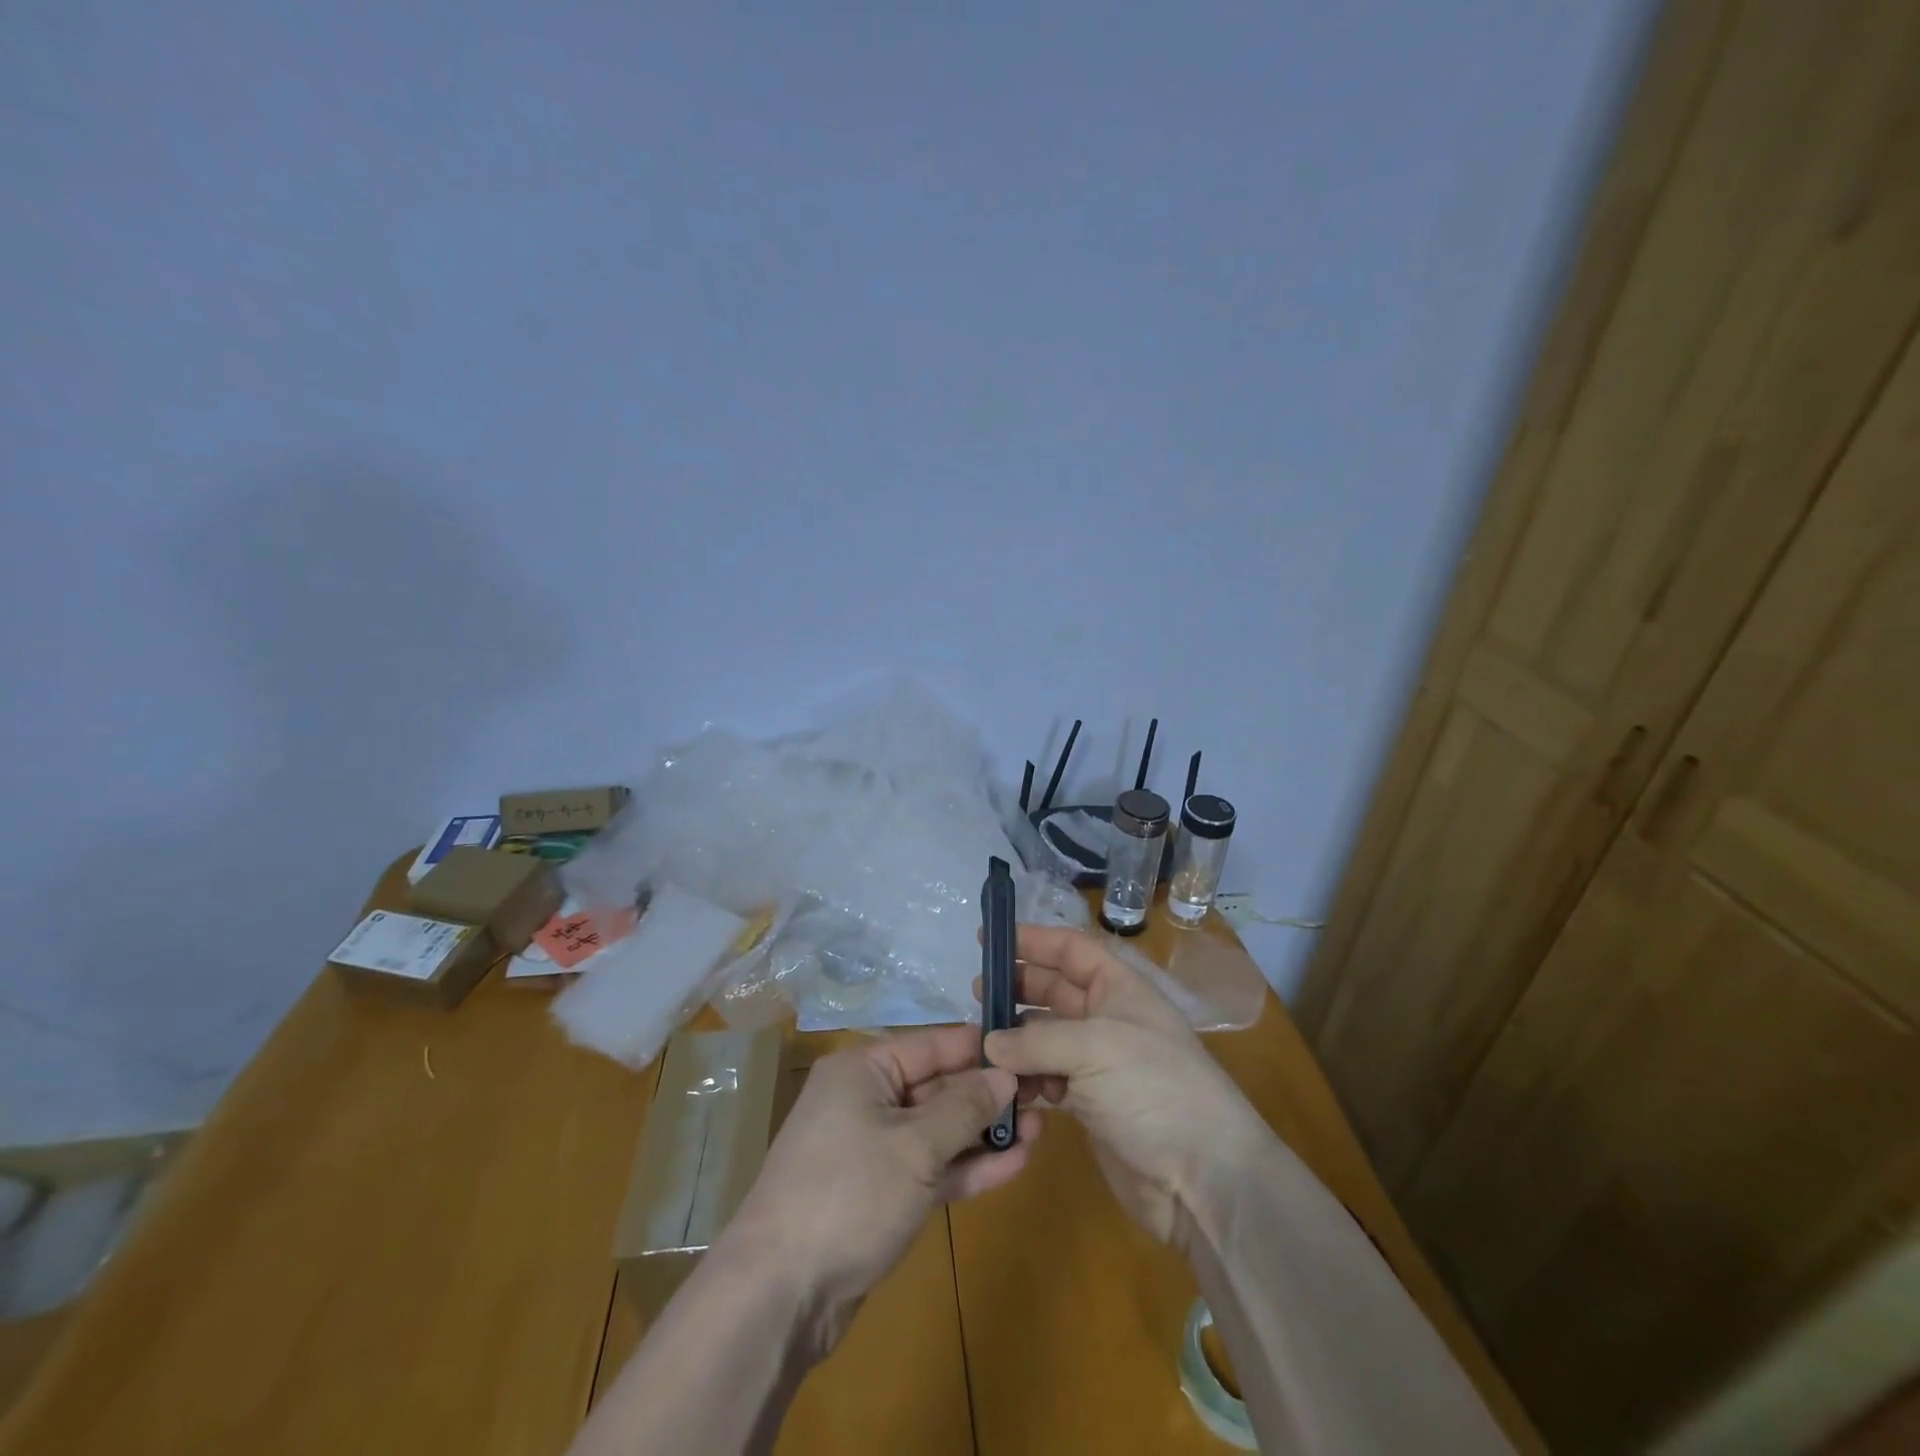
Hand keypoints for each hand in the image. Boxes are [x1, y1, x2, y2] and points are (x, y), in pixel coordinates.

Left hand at [723, 1025, 1038, 1356]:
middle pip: (938, 1086)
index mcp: (864, 1070)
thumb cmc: (848, 1194)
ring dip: (985, 1133)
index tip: (1028, 1049)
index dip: (980, 1048)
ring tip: (1041, 1129)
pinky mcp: (882, 1193)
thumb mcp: (915, 1146)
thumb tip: (1004, 1074)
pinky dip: (966, 1166)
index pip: (933, 1044)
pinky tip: (1014, 1164)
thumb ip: (964, 1108)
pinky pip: (932, 1167)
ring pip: (939, 1130)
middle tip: (1046, 1095)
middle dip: (989, 1095)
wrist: (780, 1294)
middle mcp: (868, 1099)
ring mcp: (875, 1148)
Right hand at [982, 924, 1270, 1245]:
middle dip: (1017, 989)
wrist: (1203, 1179)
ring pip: (1046, 1037)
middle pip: (1054, 990)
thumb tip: (989, 1043)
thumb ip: (1036, 1041)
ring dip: (1015, 1039)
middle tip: (976, 994)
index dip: (1033, 940)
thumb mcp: (1095, 1048)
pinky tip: (1003, 1086)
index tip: (989, 939)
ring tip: (979, 1044)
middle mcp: (1108, 1019)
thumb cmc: (1155, 1090)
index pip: (1071, 949)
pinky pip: (1047, 1079)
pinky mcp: (1089, 1105)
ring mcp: (1099, 1064)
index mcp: (1120, 988)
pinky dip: (1024, 1080)